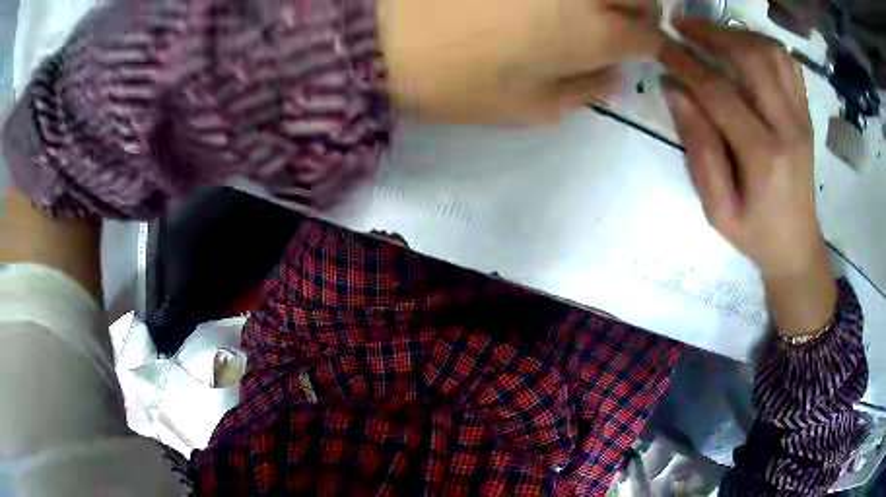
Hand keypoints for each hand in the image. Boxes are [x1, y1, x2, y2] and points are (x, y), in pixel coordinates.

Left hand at [377, 0, 662, 123]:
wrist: (386, 38)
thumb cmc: (461, 82)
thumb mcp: (530, 107)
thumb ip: (585, 91)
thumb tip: (616, 77)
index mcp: (594, 34)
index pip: (648, 36)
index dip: (651, 44)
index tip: (639, 49)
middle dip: (642, 10)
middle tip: (620, 22)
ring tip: (587, 10)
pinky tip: (550, 3)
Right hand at [660, 19, 835, 334]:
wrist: (797, 247)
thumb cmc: (755, 235)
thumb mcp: (717, 208)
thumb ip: (699, 149)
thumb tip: (676, 91)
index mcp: (763, 156)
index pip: (719, 92)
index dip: (686, 63)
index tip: (660, 46)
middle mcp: (788, 128)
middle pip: (752, 58)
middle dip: (713, 33)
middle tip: (683, 27)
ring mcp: (802, 119)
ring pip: (773, 54)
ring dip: (739, 35)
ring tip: (713, 35)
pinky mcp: (806, 116)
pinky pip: (789, 66)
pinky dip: (765, 47)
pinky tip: (747, 50)